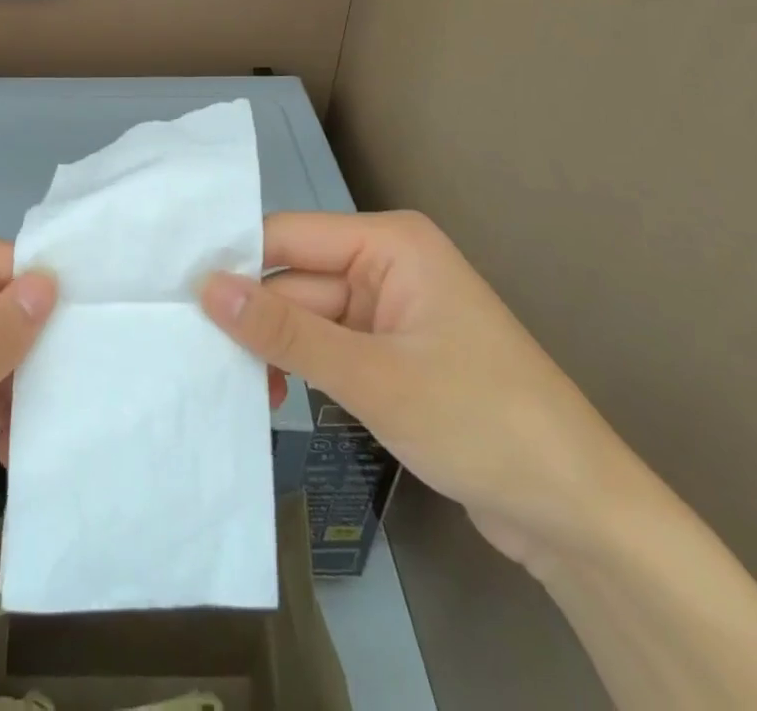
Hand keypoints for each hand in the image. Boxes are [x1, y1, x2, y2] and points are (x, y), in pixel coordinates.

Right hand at [199, 211, 634, 570]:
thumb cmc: (482, 423)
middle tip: (192, 351)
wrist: (581, 518)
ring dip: (275, 348)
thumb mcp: (373, 377)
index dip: (235, 263)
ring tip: (232, 385)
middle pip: (296, 277)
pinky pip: (328, 344)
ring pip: (307, 315)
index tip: (175, 293)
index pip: (289, 237)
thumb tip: (204, 285)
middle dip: (253, 316)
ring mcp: (390, 309)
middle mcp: (386, 263)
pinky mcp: (392, 352)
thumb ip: (285, 331)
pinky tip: (275, 395)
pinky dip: (301, 366)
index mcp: (389, 243)